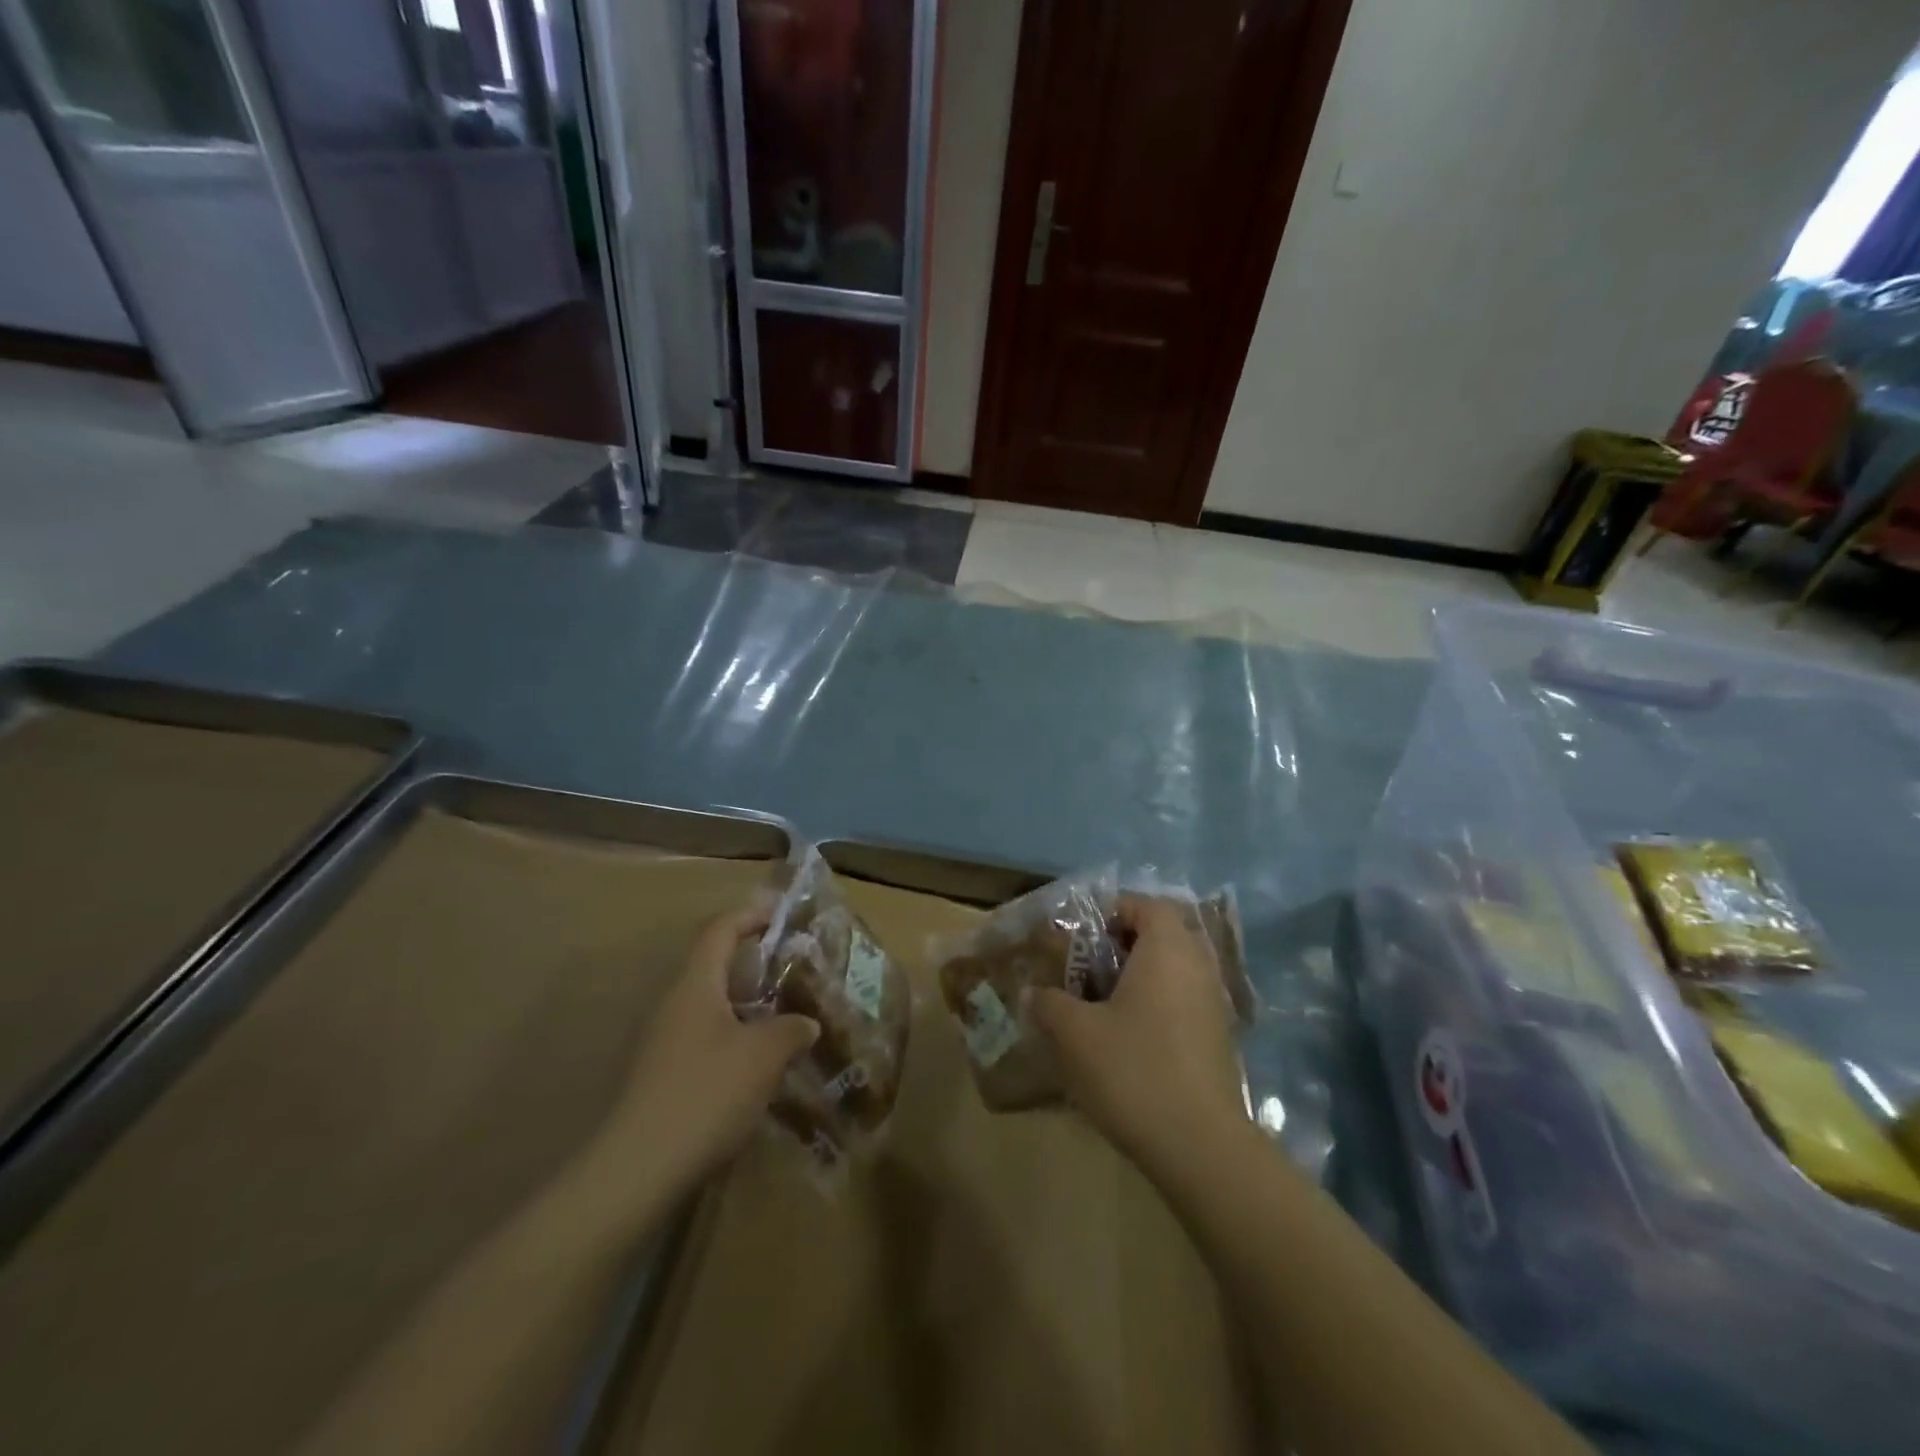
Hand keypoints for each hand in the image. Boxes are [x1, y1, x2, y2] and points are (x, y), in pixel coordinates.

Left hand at [603, 908, 818, 1188]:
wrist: (639, 1170)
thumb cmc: (707, 1093)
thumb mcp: (764, 1055)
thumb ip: (791, 1029)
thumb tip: (807, 1022)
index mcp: (695, 986)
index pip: (719, 931)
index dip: (750, 916)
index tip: (781, 915)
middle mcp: (675, 1006)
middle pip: (714, 968)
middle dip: (754, 965)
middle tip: (794, 972)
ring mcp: (663, 1044)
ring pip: (711, 1008)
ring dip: (747, 1007)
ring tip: (786, 1020)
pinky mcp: (662, 1078)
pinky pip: (705, 1041)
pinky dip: (735, 1040)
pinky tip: (759, 1068)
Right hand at [1032, 895, 1243, 1164]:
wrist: (1199, 1146)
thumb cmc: (1134, 1070)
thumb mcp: (1074, 1033)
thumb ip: (1049, 1003)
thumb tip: (1034, 993)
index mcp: (1168, 949)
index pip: (1146, 905)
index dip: (1112, 910)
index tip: (1082, 935)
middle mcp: (1198, 966)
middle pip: (1162, 935)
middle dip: (1123, 944)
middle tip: (1087, 967)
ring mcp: (1214, 1004)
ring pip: (1174, 970)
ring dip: (1140, 976)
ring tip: (1102, 1003)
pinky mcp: (1219, 1039)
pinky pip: (1184, 1000)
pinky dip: (1157, 1004)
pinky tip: (1128, 1037)